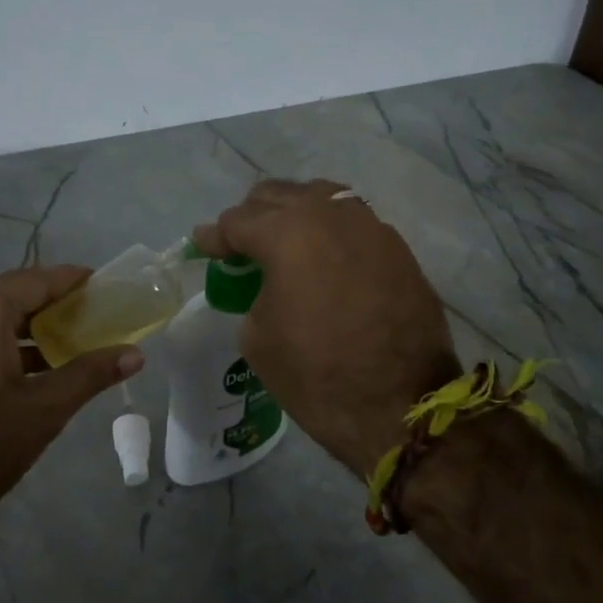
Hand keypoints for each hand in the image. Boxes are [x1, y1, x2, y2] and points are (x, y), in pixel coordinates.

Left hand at [0, 266, 144, 543]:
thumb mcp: (45, 407)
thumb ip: (91, 373)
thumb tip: (136, 355)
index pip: (36, 279)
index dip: (73, 281)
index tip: (105, 285)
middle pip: (12, 292)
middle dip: (53, 303)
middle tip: (92, 315)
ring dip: (28, 324)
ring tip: (70, 341)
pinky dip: (3, 339)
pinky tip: (34, 364)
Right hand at [194, 180, 458, 478]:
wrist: (399, 406)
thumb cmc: (316, 375)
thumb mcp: (257, 337)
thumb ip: (253, 292)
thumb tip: (267, 283)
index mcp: (288, 234)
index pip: (238, 221)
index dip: (214, 236)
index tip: (203, 245)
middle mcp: (330, 216)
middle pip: (279, 196)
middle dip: (252, 216)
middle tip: (239, 243)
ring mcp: (370, 228)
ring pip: (320, 199)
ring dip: (294, 215)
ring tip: (282, 242)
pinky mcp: (398, 249)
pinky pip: (352, 224)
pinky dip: (328, 232)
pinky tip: (322, 257)